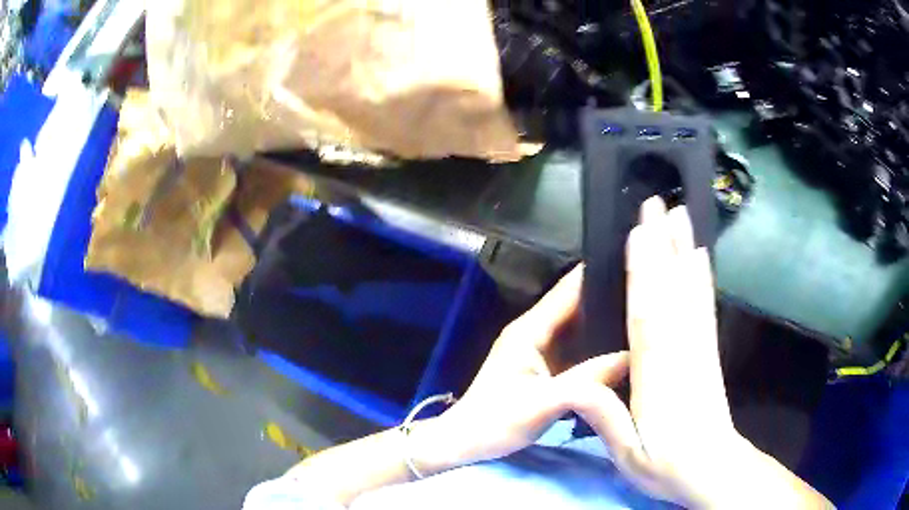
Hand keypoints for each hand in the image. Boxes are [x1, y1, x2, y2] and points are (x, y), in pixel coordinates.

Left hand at [412, 267, 632, 473]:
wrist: (467, 443)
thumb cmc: (496, 421)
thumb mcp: (544, 402)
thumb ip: (588, 380)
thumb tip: (633, 357)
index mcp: (529, 329)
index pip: (568, 290)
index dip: (598, 273)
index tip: (634, 264)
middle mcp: (536, 332)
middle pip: (577, 306)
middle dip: (609, 299)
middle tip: (650, 296)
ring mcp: (541, 350)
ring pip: (580, 328)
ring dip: (606, 323)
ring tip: (644, 319)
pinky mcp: (546, 368)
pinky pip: (579, 350)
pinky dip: (599, 347)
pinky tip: (624, 350)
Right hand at [572, 197, 831, 508]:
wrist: (713, 469)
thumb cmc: (666, 466)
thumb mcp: (628, 455)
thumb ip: (605, 419)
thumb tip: (574, 386)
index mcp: (656, 377)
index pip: (648, 316)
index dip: (643, 273)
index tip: (638, 235)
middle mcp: (681, 353)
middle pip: (671, 291)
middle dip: (664, 244)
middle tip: (658, 203)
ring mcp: (699, 348)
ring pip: (690, 291)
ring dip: (684, 250)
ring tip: (680, 216)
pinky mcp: (709, 350)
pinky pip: (705, 307)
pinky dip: (703, 278)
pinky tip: (701, 257)